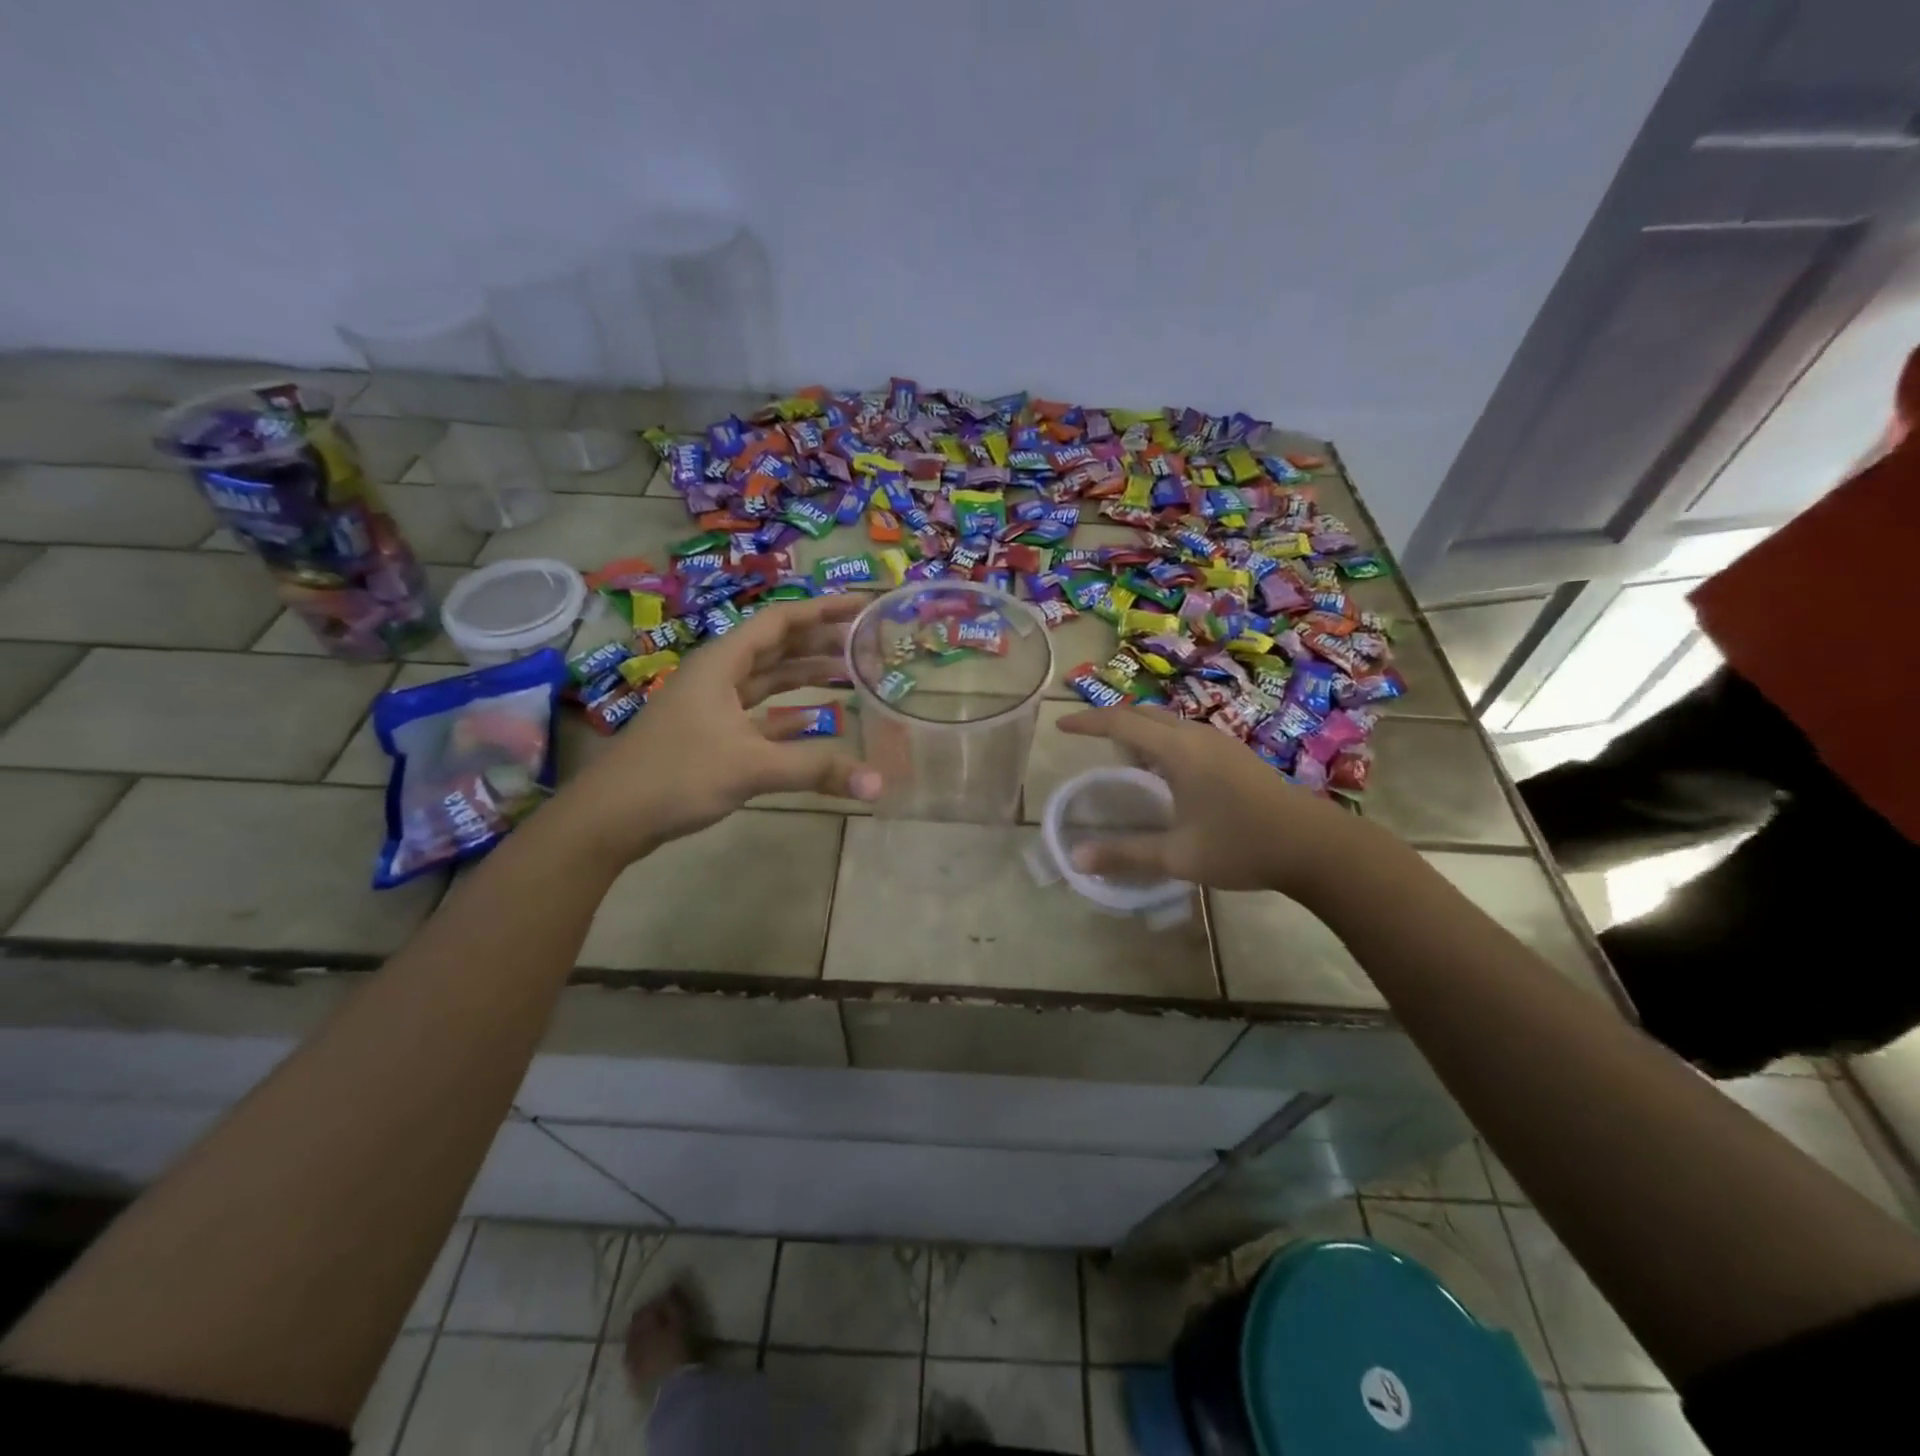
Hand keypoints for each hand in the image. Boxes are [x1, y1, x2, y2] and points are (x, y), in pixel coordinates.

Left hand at [559, 596, 880, 864]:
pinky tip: (817, 719)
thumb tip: (877, 784)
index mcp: (722, 663)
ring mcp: (713, 706)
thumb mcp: (750, 767)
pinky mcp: (712, 735)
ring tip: (850, 672)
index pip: (780, 621)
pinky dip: (788, 712)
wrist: (611, 817)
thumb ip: (815, 769)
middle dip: (820, 642)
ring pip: (768, 679)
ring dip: (806, 675)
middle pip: (777, 647)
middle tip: (866, 642)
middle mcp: (718, 676)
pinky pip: (759, 713)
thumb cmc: (676, 775)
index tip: (862, 606)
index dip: (822, 610)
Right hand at [1056, 705, 1387, 895]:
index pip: (1121, 723)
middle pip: (1145, 714)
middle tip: (1088, 737)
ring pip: (1169, 722)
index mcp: (1178, 751)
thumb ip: (1125, 854)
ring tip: (1122, 755)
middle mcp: (1197, 736)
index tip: (1062, 726)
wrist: (1316, 846)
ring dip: (1141, 730)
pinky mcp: (1237, 754)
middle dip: (1113, 720)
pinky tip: (1165, 771)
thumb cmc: (1241, 845)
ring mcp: (1222, 742)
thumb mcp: (1177, 856)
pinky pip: (1187, 734)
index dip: (1088, 722)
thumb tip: (1076, 858)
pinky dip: (1163, 740)